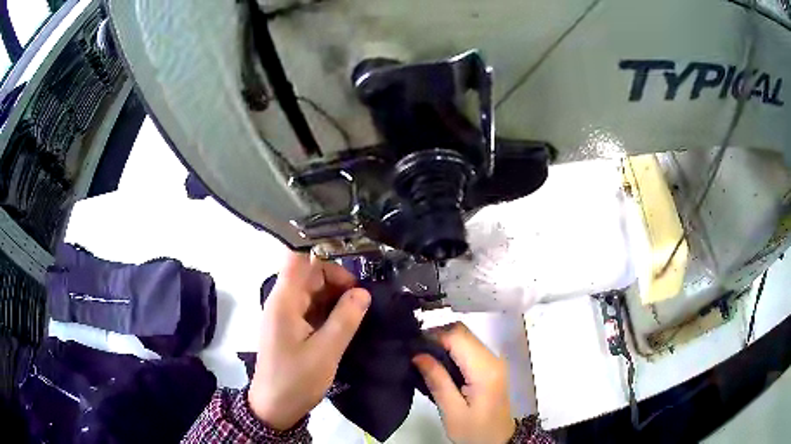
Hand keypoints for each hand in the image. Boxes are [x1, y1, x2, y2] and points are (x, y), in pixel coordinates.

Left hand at [248, 252, 370, 429]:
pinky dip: (330, 308)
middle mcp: (283, 301)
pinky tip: (348, 318)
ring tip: (361, 307)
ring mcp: (287, 314)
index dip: (320, 248)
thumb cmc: (296, 380)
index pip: (296, 258)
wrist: (275, 407)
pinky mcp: (293, 327)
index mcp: (284, 301)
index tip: (350, 253)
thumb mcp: (325, 352)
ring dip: (336, 294)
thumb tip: (363, 292)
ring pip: (313, 290)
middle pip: (309, 273)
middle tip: (363, 296)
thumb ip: (345, 320)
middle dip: (336, 278)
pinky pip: (313, 307)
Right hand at [414, 323, 515, 443]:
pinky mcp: (489, 366)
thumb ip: (437, 381)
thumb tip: (418, 355)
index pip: (458, 336)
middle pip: (462, 332)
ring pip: (464, 337)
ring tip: (421, 358)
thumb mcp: (452, 411)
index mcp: (485, 369)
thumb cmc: (475, 431)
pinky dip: (450, 349)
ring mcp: (492, 361)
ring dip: (442, 342)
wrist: (497, 441)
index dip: (433, 336)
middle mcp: (492, 358)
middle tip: (414, 353)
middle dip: (436, 336)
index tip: (412, 347)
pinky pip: (467, 348)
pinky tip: (436, 363)